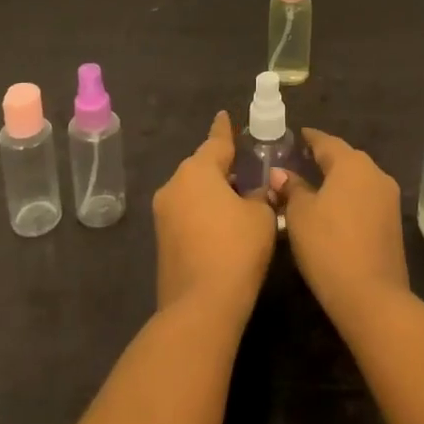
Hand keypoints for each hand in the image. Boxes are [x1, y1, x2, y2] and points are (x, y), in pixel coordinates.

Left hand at [152, 112, 277, 321]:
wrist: (200, 307)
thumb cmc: (235, 250)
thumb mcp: (261, 216)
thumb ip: (260, 195)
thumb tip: (255, 191)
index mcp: (197, 171)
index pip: (216, 142)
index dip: (225, 129)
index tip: (225, 115)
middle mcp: (174, 185)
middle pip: (202, 167)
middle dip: (222, 166)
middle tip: (245, 167)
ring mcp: (163, 214)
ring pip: (192, 191)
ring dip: (212, 191)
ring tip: (238, 198)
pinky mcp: (162, 241)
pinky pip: (187, 213)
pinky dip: (203, 212)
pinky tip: (223, 224)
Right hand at [270, 128, 410, 328]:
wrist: (373, 298)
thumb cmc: (329, 247)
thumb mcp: (300, 214)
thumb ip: (291, 188)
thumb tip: (281, 173)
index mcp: (352, 164)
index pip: (326, 141)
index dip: (309, 138)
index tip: (296, 136)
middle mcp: (375, 173)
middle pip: (345, 158)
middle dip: (324, 158)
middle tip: (301, 161)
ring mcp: (388, 199)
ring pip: (357, 179)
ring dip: (337, 180)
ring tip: (314, 186)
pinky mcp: (393, 223)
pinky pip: (366, 198)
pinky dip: (349, 198)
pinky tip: (333, 209)